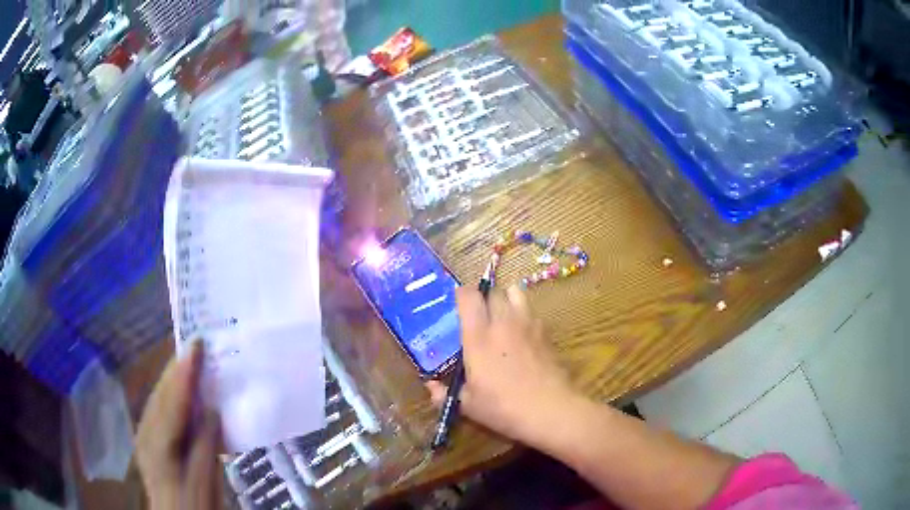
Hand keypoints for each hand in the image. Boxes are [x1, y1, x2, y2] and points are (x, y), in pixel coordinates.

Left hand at [136, 342, 222, 509]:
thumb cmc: (194, 507)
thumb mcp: (207, 486)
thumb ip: (206, 449)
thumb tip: (211, 412)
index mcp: (162, 449)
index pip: (173, 403)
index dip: (185, 374)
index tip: (197, 345)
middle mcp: (146, 437)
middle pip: (160, 397)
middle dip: (176, 370)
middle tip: (195, 346)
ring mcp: (143, 438)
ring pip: (155, 400)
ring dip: (171, 380)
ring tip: (188, 362)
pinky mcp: (145, 442)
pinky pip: (155, 410)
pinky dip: (166, 395)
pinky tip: (175, 391)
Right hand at [427, 286, 578, 445]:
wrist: (549, 409)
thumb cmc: (503, 407)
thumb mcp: (467, 405)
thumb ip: (444, 393)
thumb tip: (430, 386)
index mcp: (478, 337)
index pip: (469, 297)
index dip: (462, 293)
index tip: (457, 302)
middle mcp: (503, 323)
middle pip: (494, 291)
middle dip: (484, 296)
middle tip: (478, 313)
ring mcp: (527, 325)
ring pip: (516, 292)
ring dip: (506, 298)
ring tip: (501, 314)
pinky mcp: (545, 332)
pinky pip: (531, 311)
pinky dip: (523, 314)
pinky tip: (521, 333)